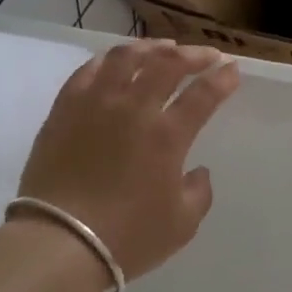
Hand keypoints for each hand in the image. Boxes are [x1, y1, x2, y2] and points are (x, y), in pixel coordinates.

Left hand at [17, 40, 240, 281]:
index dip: (221, 79)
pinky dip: (107, 60)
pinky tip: (115, 62)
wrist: (60, 242)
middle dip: (192, 55)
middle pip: (166, 65)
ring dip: (150, 48)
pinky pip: (87, 71)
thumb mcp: (181, 224)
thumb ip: (198, 192)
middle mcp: (132, 108)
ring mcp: (94, 104)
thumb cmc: (127, 237)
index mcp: (167, 136)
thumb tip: (197, 170)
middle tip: (205, 55)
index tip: (232, 69)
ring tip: (162, 48)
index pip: (202, 95)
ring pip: (125, 59)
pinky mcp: (63, 110)